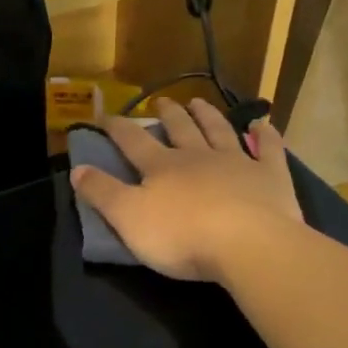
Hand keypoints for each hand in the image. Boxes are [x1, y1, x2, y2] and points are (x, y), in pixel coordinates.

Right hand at [70, 98, 304, 283]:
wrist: (248, 244)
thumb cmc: (182, 236)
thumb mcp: (128, 219)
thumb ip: (102, 193)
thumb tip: (77, 168)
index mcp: (162, 168)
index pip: (133, 141)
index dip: (117, 128)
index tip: (105, 115)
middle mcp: (198, 157)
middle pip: (180, 129)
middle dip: (167, 115)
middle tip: (161, 102)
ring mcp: (238, 163)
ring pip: (219, 131)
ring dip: (207, 116)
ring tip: (198, 102)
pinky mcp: (270, 177)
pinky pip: (268, 149)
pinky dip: (264, 135)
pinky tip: (262, 123)